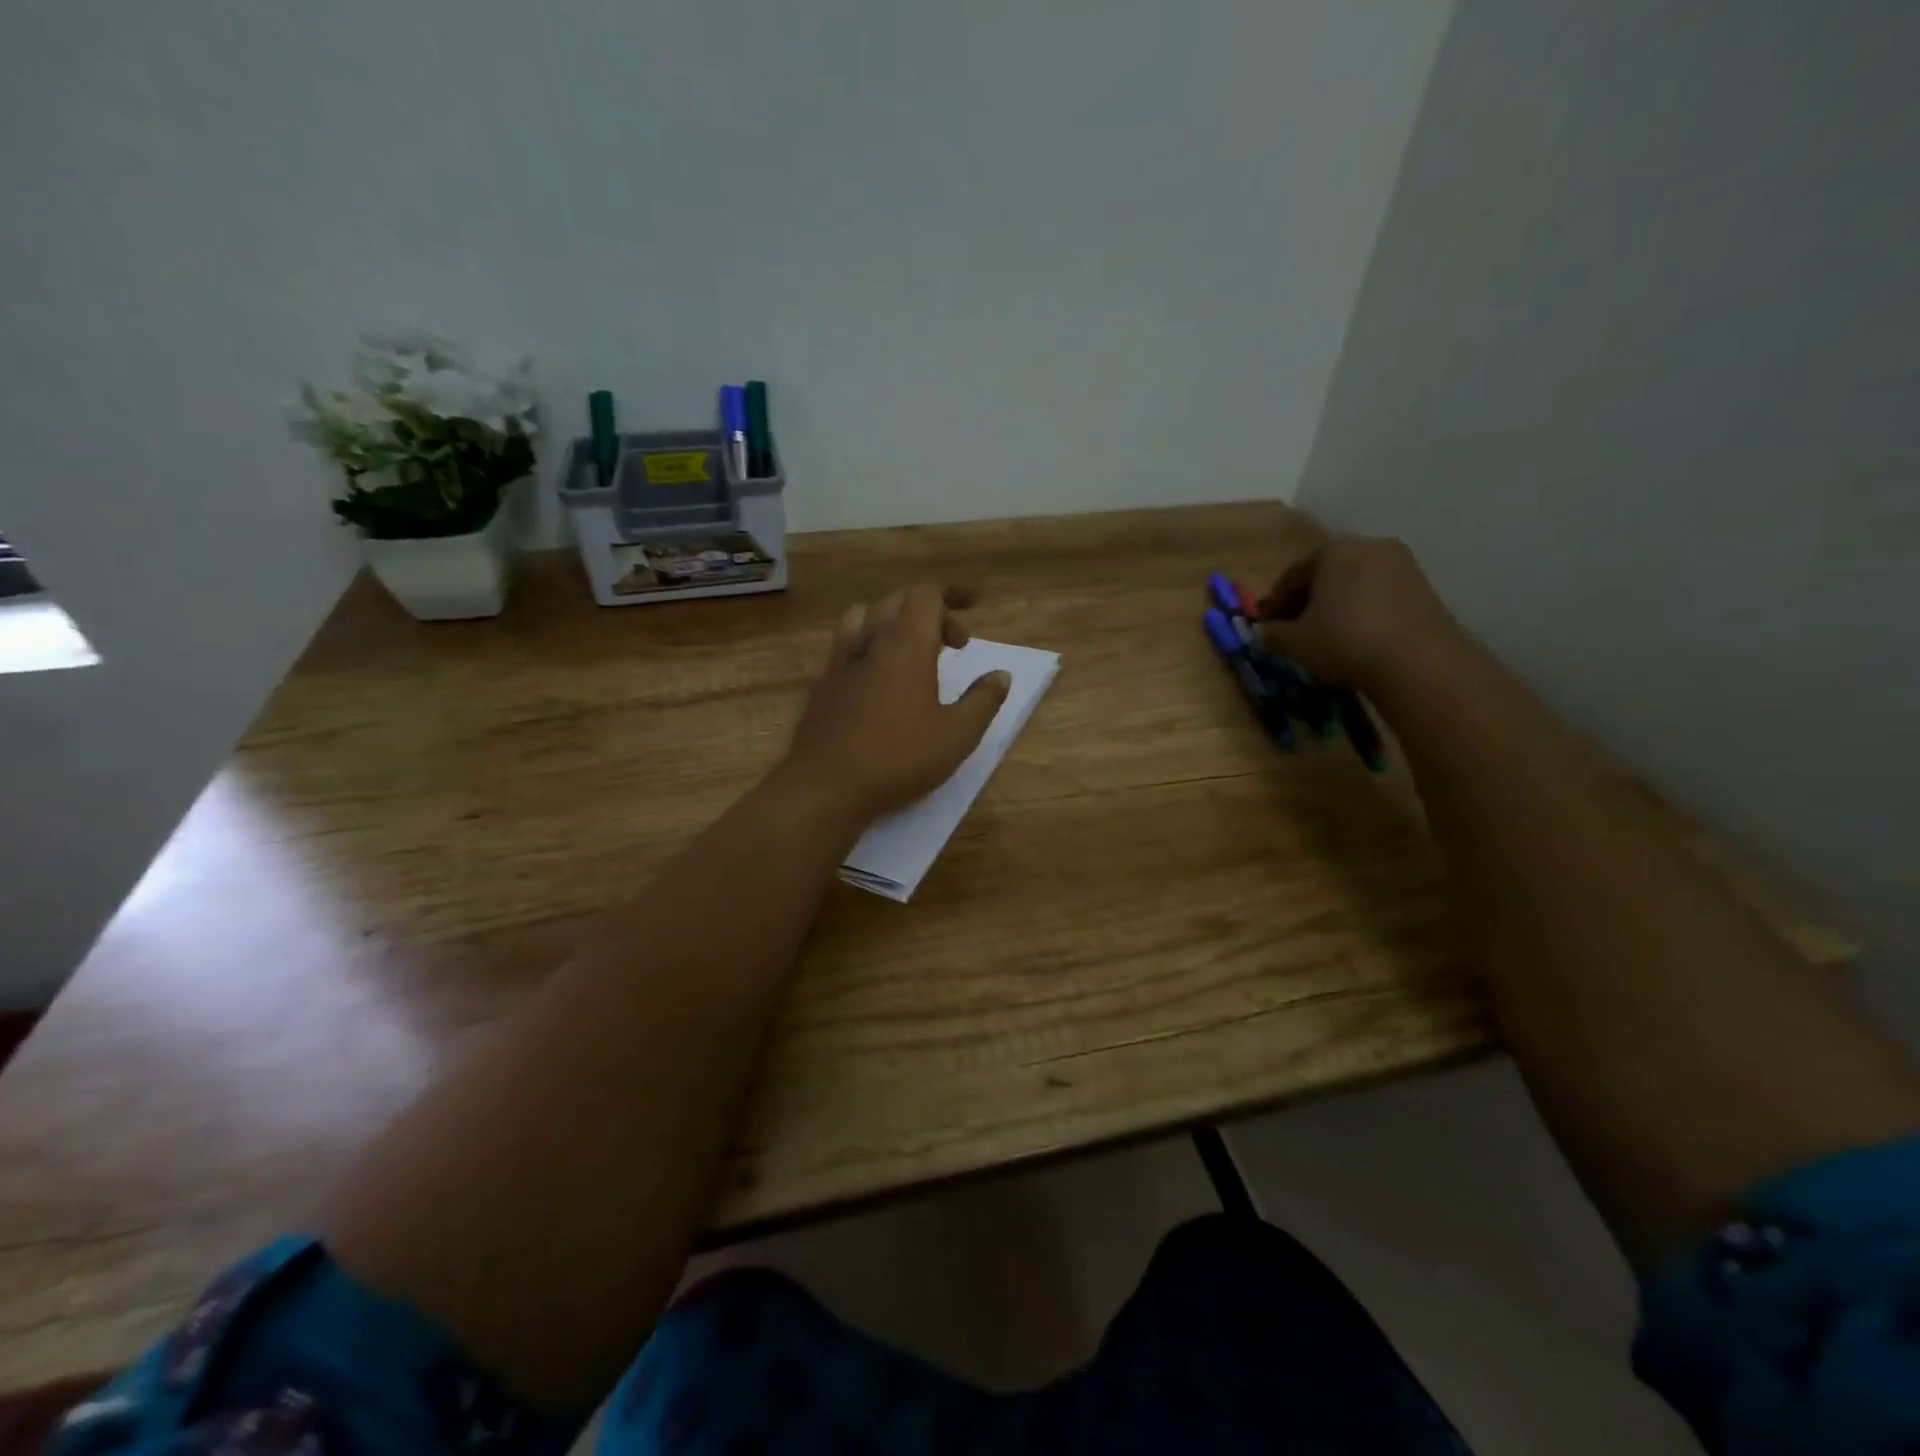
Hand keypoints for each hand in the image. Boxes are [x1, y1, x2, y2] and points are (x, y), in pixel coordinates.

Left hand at [780, 584, 1010, 825]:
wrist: (826, 787)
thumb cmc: (899, 758)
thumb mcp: (957, 736)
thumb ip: (983, 701)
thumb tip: (1000, 676)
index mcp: (905, 646)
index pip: (926, 596)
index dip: (951, 595)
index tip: (973, 608)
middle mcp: (869, 643)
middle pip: (896, 602)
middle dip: (928, 610)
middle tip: (954, 642)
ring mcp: (839, 663)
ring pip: (862, 617)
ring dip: (890, 621)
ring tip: (909, 649)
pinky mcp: (821, 686)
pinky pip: (843, 648)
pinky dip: (865, 647)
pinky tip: (875, 680)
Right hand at [1258, 536, 1464, 691]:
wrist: (1418, 661)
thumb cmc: (1344, 642)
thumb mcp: (1295, 643)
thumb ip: (1272, 634)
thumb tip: (1263, 631)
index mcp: (1332, 552)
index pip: (1292, 575)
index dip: (1275, 601)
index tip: (1266, 624)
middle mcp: (1368, 546)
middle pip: (1326, 573)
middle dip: (1307, 599)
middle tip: (1294, 627)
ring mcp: (1401, 564)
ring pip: (1355, 582)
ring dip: (1337, 604)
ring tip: (1326, 633)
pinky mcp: (1424, 586)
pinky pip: (1380, 593)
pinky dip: (1363, 609)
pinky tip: (1356, 634)